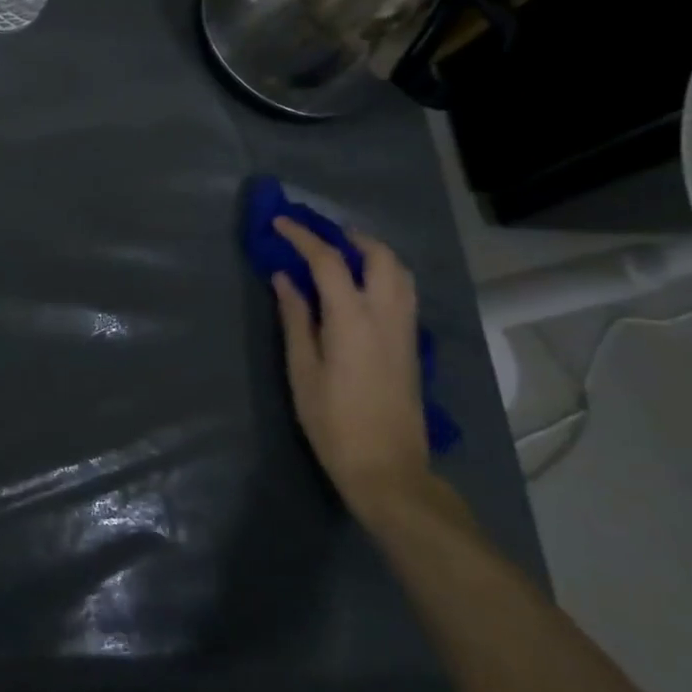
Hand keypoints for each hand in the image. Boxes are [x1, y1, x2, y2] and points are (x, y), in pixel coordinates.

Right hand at [270, 218, 431, 523]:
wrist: (387, 468)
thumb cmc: (332, 421)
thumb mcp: (302, 369)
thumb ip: (295, 318)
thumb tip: (285, 278)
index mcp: (352, 319)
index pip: (329, 261)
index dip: (303, 236)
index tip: (280, 223)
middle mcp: (386, 315)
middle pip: (379, 257)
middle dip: (349, 237)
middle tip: (318, 237)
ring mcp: (405, 330)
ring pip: (400, 273)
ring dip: (372, 254)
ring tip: (341, 256)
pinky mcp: (411, 346)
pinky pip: (403, 293)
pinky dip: (383, 275)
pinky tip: (358, 289)